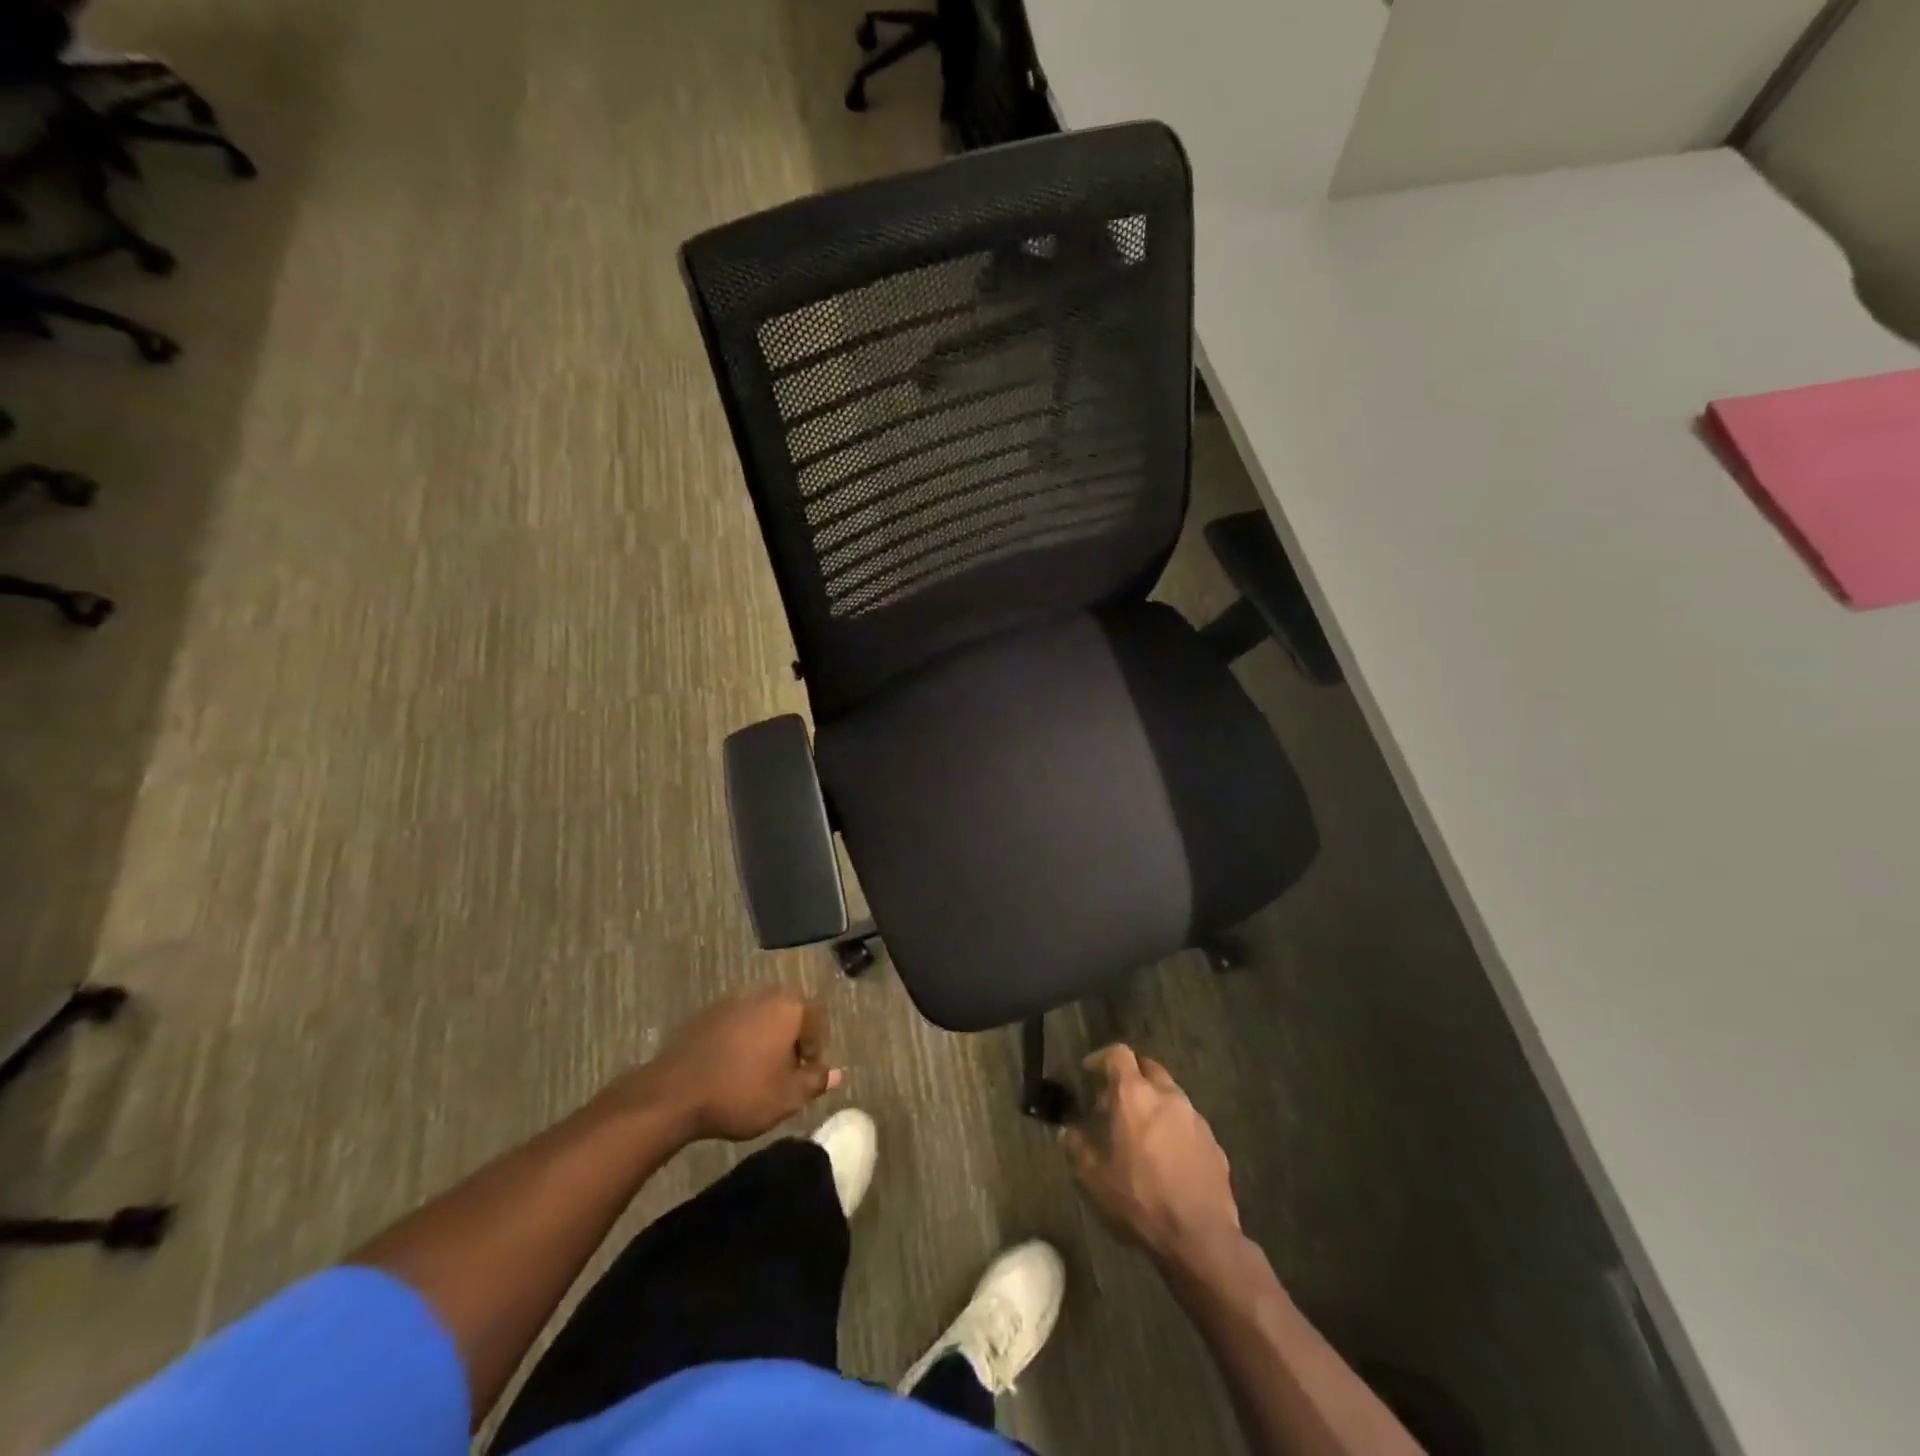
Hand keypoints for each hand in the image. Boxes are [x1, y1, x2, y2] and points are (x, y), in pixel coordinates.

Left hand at [620, 987, 840, 1141]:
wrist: (674, 1093)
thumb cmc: (741, 1093)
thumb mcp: (787, 1097)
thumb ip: (815, 1081)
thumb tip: (835, 1073)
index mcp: (788, 1006)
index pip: (817, 1019)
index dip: (817, 1048)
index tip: (808, 1076)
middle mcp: (762, 994)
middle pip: (788, 1013)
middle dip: (791, 1039)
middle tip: (786, 1072)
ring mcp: (731, 1001)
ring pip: (760, 1017)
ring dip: (765, 1039)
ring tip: (758, 1072)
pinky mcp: (705, 1014)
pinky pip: (734, 1024)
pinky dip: (739, 1041)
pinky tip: (730, 1068)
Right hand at [1062, 1045, 1240, 1264]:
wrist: (1201, 1237)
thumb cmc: (1140, 1200)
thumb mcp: (1095, 1178)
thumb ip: (1077, 1148)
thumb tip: (1066, 1131)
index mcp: (1135, 1095)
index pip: (1118, 1054)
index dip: (1101, 1058)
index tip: (1088, 1071)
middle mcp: (1167, 1095)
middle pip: (1147, 1067)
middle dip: (1129, 1076)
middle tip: (1112, 1100)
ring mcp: (1195, 1118)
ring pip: (1170, 1094)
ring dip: (1152, 1102)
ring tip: (1138, 1130)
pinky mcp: (1213, 1142)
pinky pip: (1187, 1122)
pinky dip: (1172, 1126)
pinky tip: (1165, 1156)